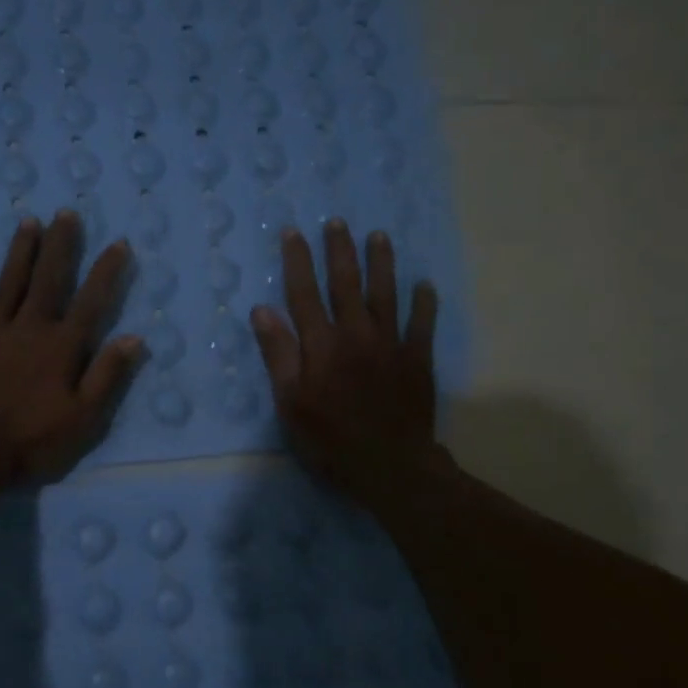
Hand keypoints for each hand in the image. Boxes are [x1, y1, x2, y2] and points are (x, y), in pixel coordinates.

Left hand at [0, 210, 142, 488]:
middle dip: (61, 245)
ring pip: (11, 281)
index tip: (119, 243)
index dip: (107, 271)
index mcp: (62, 347)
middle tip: (66, 213)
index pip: (91, 301)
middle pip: (49, 279)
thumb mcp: (83, 419)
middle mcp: (30, 327)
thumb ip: (107, 376)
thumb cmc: (32, 440)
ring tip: (30, 221)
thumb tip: (134, 338)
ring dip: (22, 250)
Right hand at [250, 219, 439, 511]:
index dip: (298, 261)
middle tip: (338, 222)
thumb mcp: (290, 403)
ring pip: (385, 294)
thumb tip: (262, 310)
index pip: (304, 294)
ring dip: (381, 263)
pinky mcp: (417, 359)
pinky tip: (424, 285)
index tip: (294, 232)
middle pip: (346, 284)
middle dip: (340, 251)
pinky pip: (422, 323)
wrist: (389, 465)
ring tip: (379, 236)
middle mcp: (356, 334)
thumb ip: (278, 355)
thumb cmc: (330, 439)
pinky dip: (424, 302)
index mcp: (321, 345)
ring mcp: (391, 344)